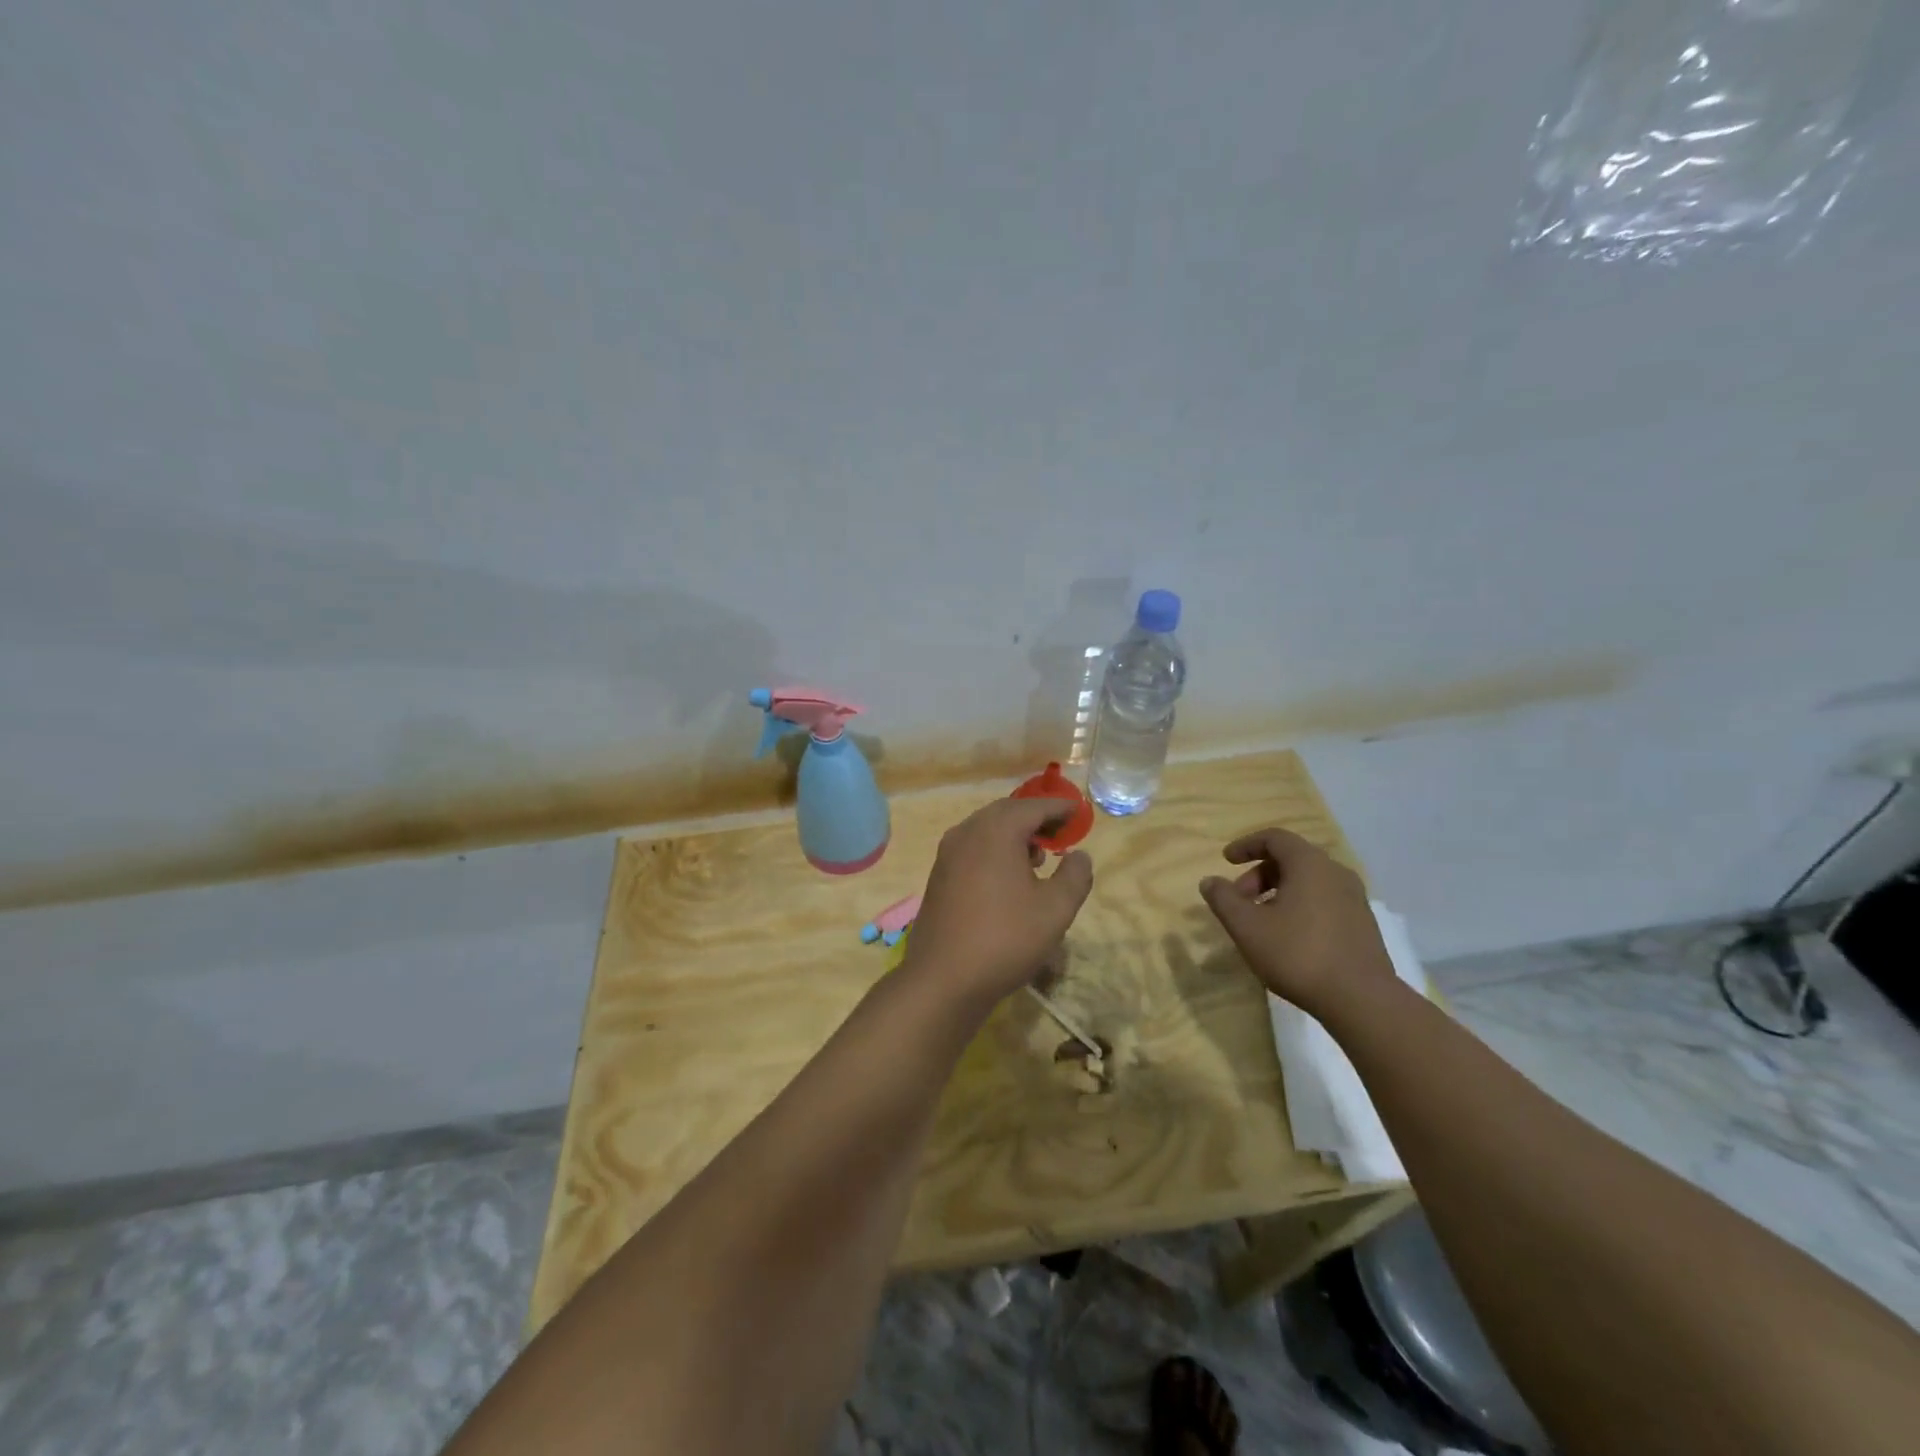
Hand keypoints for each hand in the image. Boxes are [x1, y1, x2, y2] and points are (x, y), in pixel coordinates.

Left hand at [903, 797, 1093, 1007]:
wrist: (943, 978)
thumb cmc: (1005, 938)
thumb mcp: (1055, 909)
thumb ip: (1075, 876)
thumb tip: (1080, 855)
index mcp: (996, 831)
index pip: (1033, 806)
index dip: (1059, 808)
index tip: (1078, 812)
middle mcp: (967, 832)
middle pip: (1006, 812)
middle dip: (1035, 818)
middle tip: (1061, 831)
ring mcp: (948, 853)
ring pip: (986, 829)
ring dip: (1013, 834)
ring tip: (1038, 856)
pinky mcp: (938, 875)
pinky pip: (972, 848)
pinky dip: (994, 849)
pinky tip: (1008, 877)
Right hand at [1198, 828, 1397, 1023]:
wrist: (1361, 999)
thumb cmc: (1298, 954)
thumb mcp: (1247, 927)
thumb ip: (1223, 899)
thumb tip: (1209, 881)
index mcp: (1310, 864)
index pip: (1275, 838)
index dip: (1246, 845)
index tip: (1226, 860)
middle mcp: (1335, 872)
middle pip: (1291, 859)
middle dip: (1259, 874)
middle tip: (1239, 900)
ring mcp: (1354, 898)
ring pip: (1309, 881)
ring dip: (1279, 891)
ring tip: (1261, 920)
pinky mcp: (1363, 923)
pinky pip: (1324, 899)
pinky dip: (1300, 905)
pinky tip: (1288, 936)